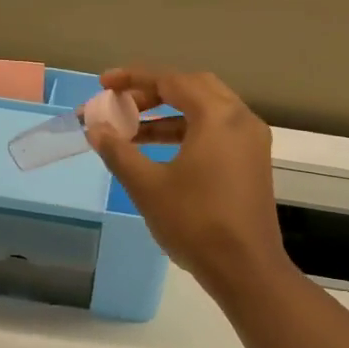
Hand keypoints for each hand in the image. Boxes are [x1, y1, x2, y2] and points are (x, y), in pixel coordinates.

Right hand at [86, 66, 292, 297]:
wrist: (245, 268)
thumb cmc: (194, 222)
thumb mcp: (148, 186)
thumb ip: (119, 151)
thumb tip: (95, 129)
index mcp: (218, 116)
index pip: (171, 81)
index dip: (133, 79)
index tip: (103, 84)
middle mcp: (240, 118)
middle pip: (193, 88)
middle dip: (153, 92)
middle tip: (121, 104)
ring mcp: (251, 141)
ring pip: (207, 111)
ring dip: (169, 115)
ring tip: (132, 131)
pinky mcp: (252, 162)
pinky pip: (217, 131)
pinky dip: (188, 132)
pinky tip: (161, 151)